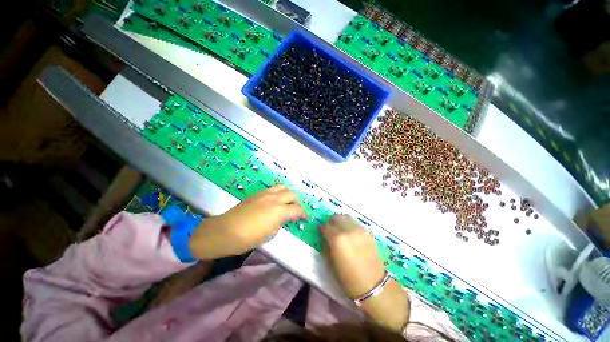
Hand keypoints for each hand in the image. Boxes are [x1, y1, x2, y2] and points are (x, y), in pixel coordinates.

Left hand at [189, 185, 306, 259]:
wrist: (225, 231)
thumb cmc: (248, 238)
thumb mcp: (269, 235)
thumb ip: (280, 223)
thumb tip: (283, 218)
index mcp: (279, 211)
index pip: (297, 209)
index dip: (303, 214)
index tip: (305, 218)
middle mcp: (274, 199)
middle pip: (292, 194)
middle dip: (296, 202)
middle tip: (295, 210)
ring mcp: (265, 194)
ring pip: (282, 187)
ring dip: (287, 194)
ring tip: (285, 202)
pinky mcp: (257, 193)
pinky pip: (272, 189)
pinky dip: (277, 193)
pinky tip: (273, 201)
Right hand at [320, 214, 384, 297]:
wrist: (372, 285)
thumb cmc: (348, 278)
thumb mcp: (330, 263)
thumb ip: (326, 246)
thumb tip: (324, 237)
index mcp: (337, 239)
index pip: (325, 226)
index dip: (321, 228)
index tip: (321, 231)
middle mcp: (348, 231)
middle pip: (336, 217)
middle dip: (331, 221)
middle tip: (330, 228)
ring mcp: (359, 230)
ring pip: (347, 217)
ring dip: (341, 221)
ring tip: (340, 228)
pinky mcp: (368, 233)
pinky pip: (356, 223)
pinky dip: (350, 225)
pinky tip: (351, 234)